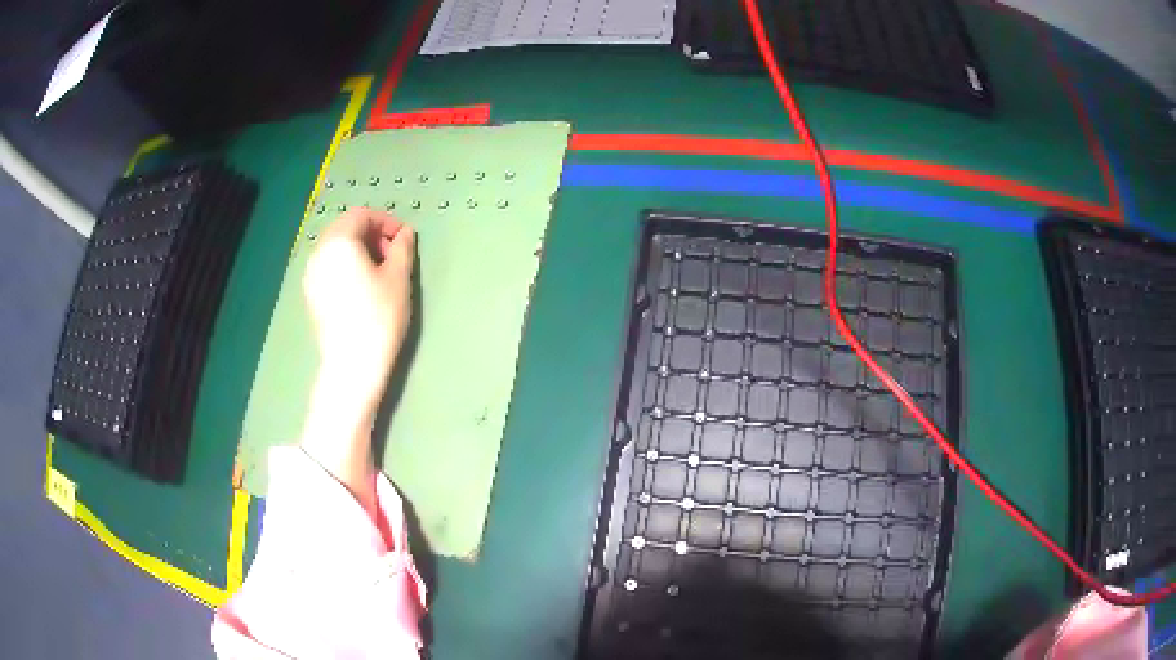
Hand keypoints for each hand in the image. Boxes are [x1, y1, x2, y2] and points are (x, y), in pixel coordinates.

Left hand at [303, 208, 415, 414]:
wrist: (352, 365)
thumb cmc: (379, 317)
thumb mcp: (398, 278)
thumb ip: (402, 249)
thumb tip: (404, 235)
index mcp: (339, 241)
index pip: (361, 215)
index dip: (385, 221)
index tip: (404, 239)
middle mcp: (319, 252)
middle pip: (345, 229)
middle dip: (371, 235)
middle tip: (393, 255)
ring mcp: (311, 275)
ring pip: (336, 248)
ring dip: (359, 250)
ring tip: (379, 272)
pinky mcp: (311, 295)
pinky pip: (329, 267)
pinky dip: (346, 266)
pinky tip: (362, 288)